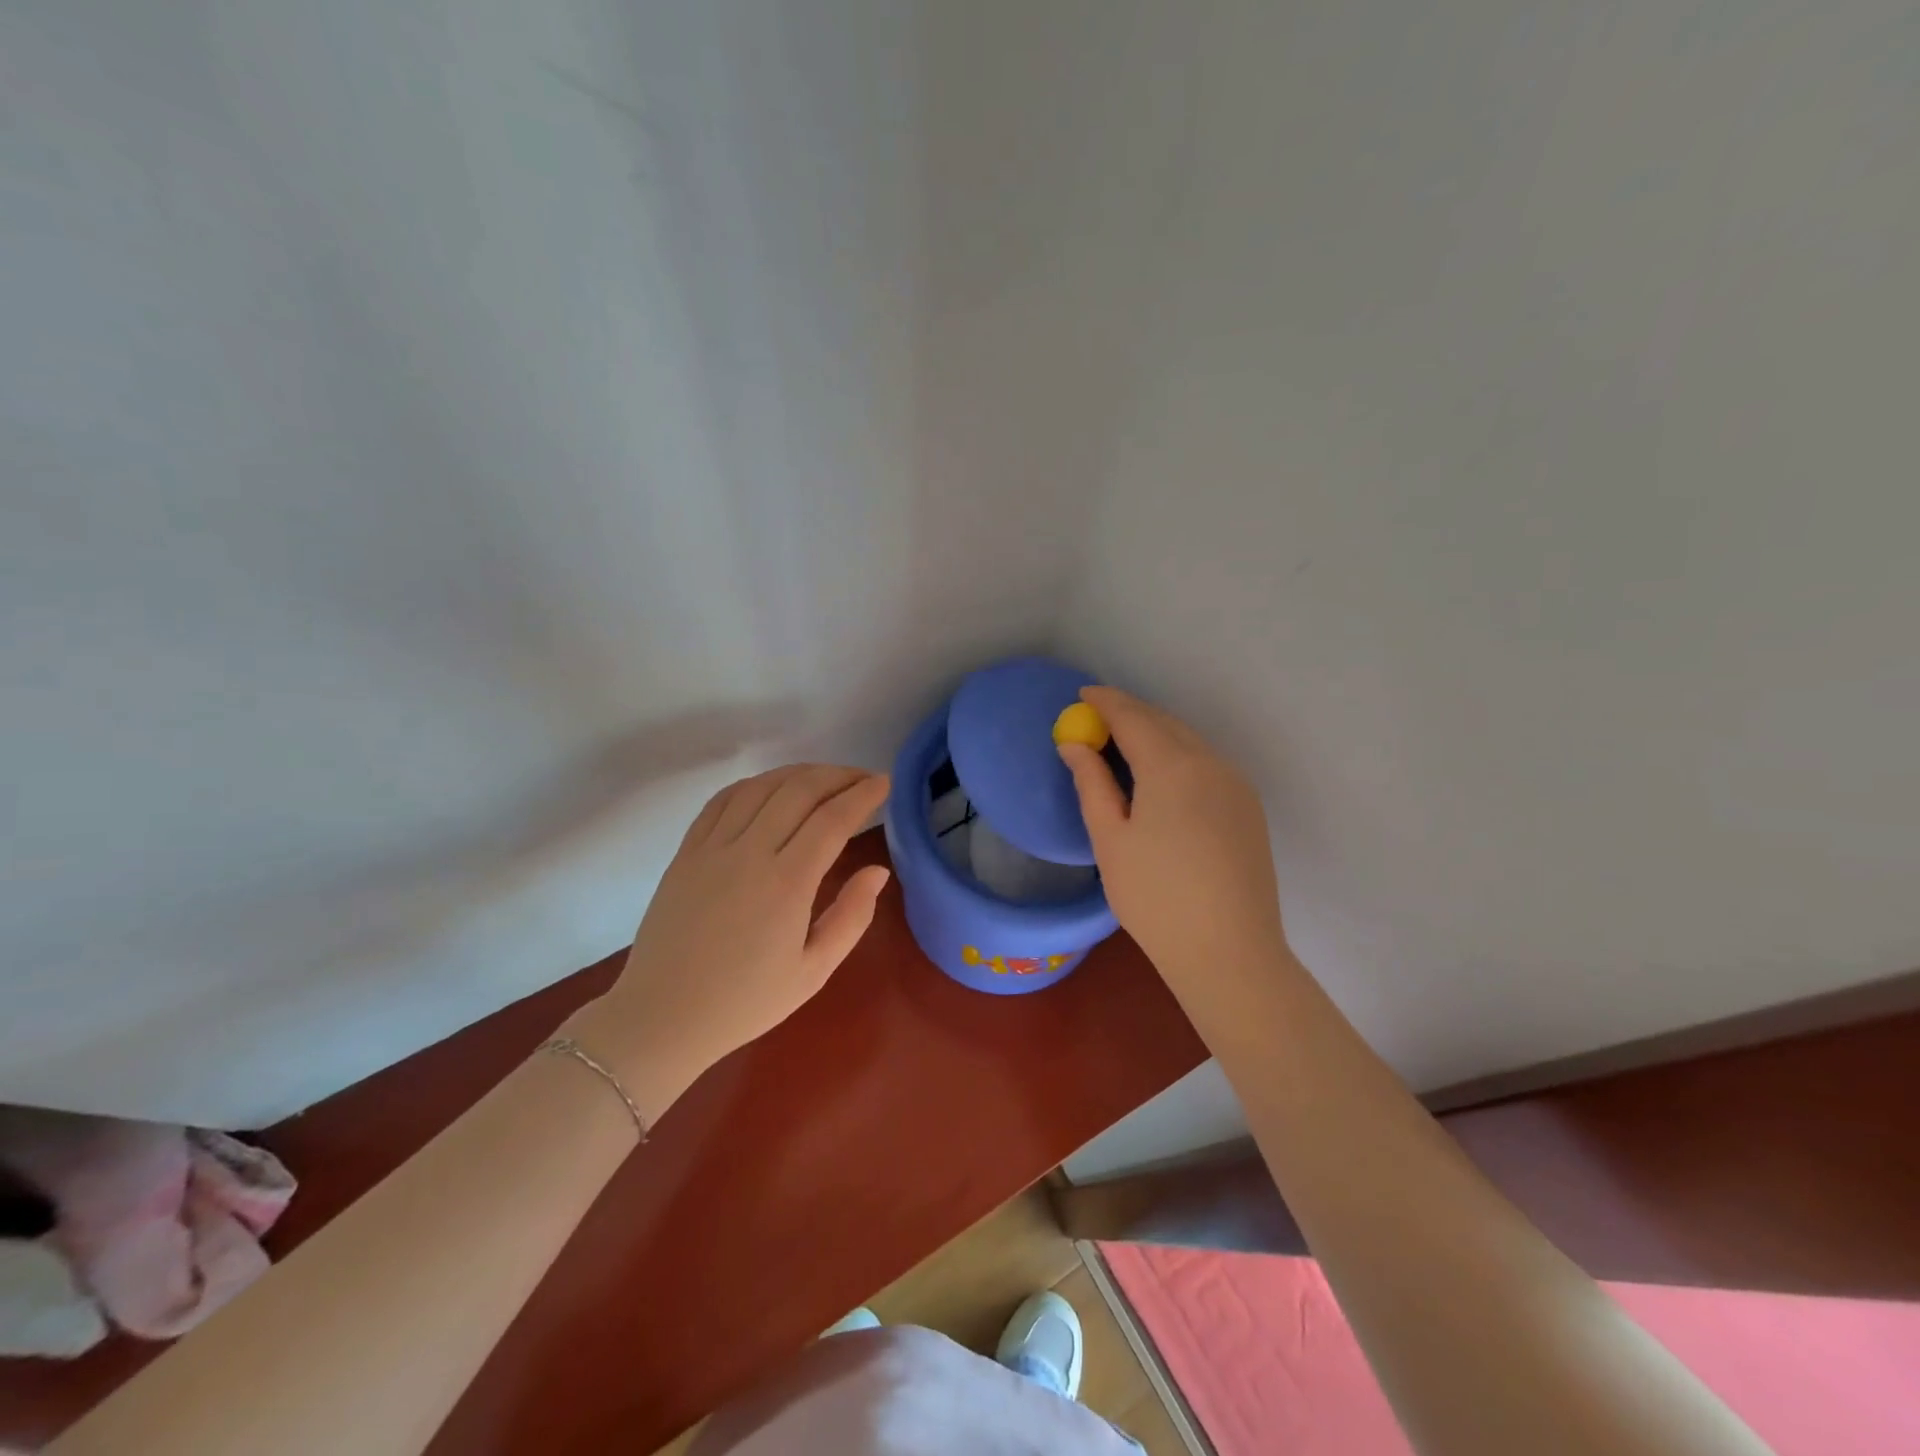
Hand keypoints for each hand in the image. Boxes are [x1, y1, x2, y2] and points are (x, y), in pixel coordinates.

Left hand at [568, 765, 891, 1116]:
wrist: (662, 1017)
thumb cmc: (745, 1002)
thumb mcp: (813, 972)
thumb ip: (851, 917)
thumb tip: (877, 871)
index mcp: (787, 884)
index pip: (833, 819)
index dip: (863, 794)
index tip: (884, 783)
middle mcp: (749, 853)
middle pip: (799, 791)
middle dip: (838, 776)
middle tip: (862, 778)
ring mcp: (712, 848)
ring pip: (761, 787)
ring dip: (799, 773)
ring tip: (824, 779)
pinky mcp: (686, 852)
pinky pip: (722, 800)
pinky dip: (754, 784)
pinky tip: (771, 788)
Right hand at [1058, 688, 1284, 986]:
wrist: (1229, 952)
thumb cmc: (1155, 898)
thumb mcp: (1110, 839)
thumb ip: (1092, 783)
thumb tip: (1074, 745)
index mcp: (1172, 766)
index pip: (1133, 717)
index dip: (1105, 702)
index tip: (1082, 695)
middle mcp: (1210, 763)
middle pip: (1164, 723)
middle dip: (1130, 714)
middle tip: (1097, 717)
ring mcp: (1235, 784)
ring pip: (1189, 741)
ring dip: (1156, 733)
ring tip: (1124, 743)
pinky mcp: (1248, 806)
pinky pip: (1206, 763)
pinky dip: (1178, 755)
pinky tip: (1162, 775)